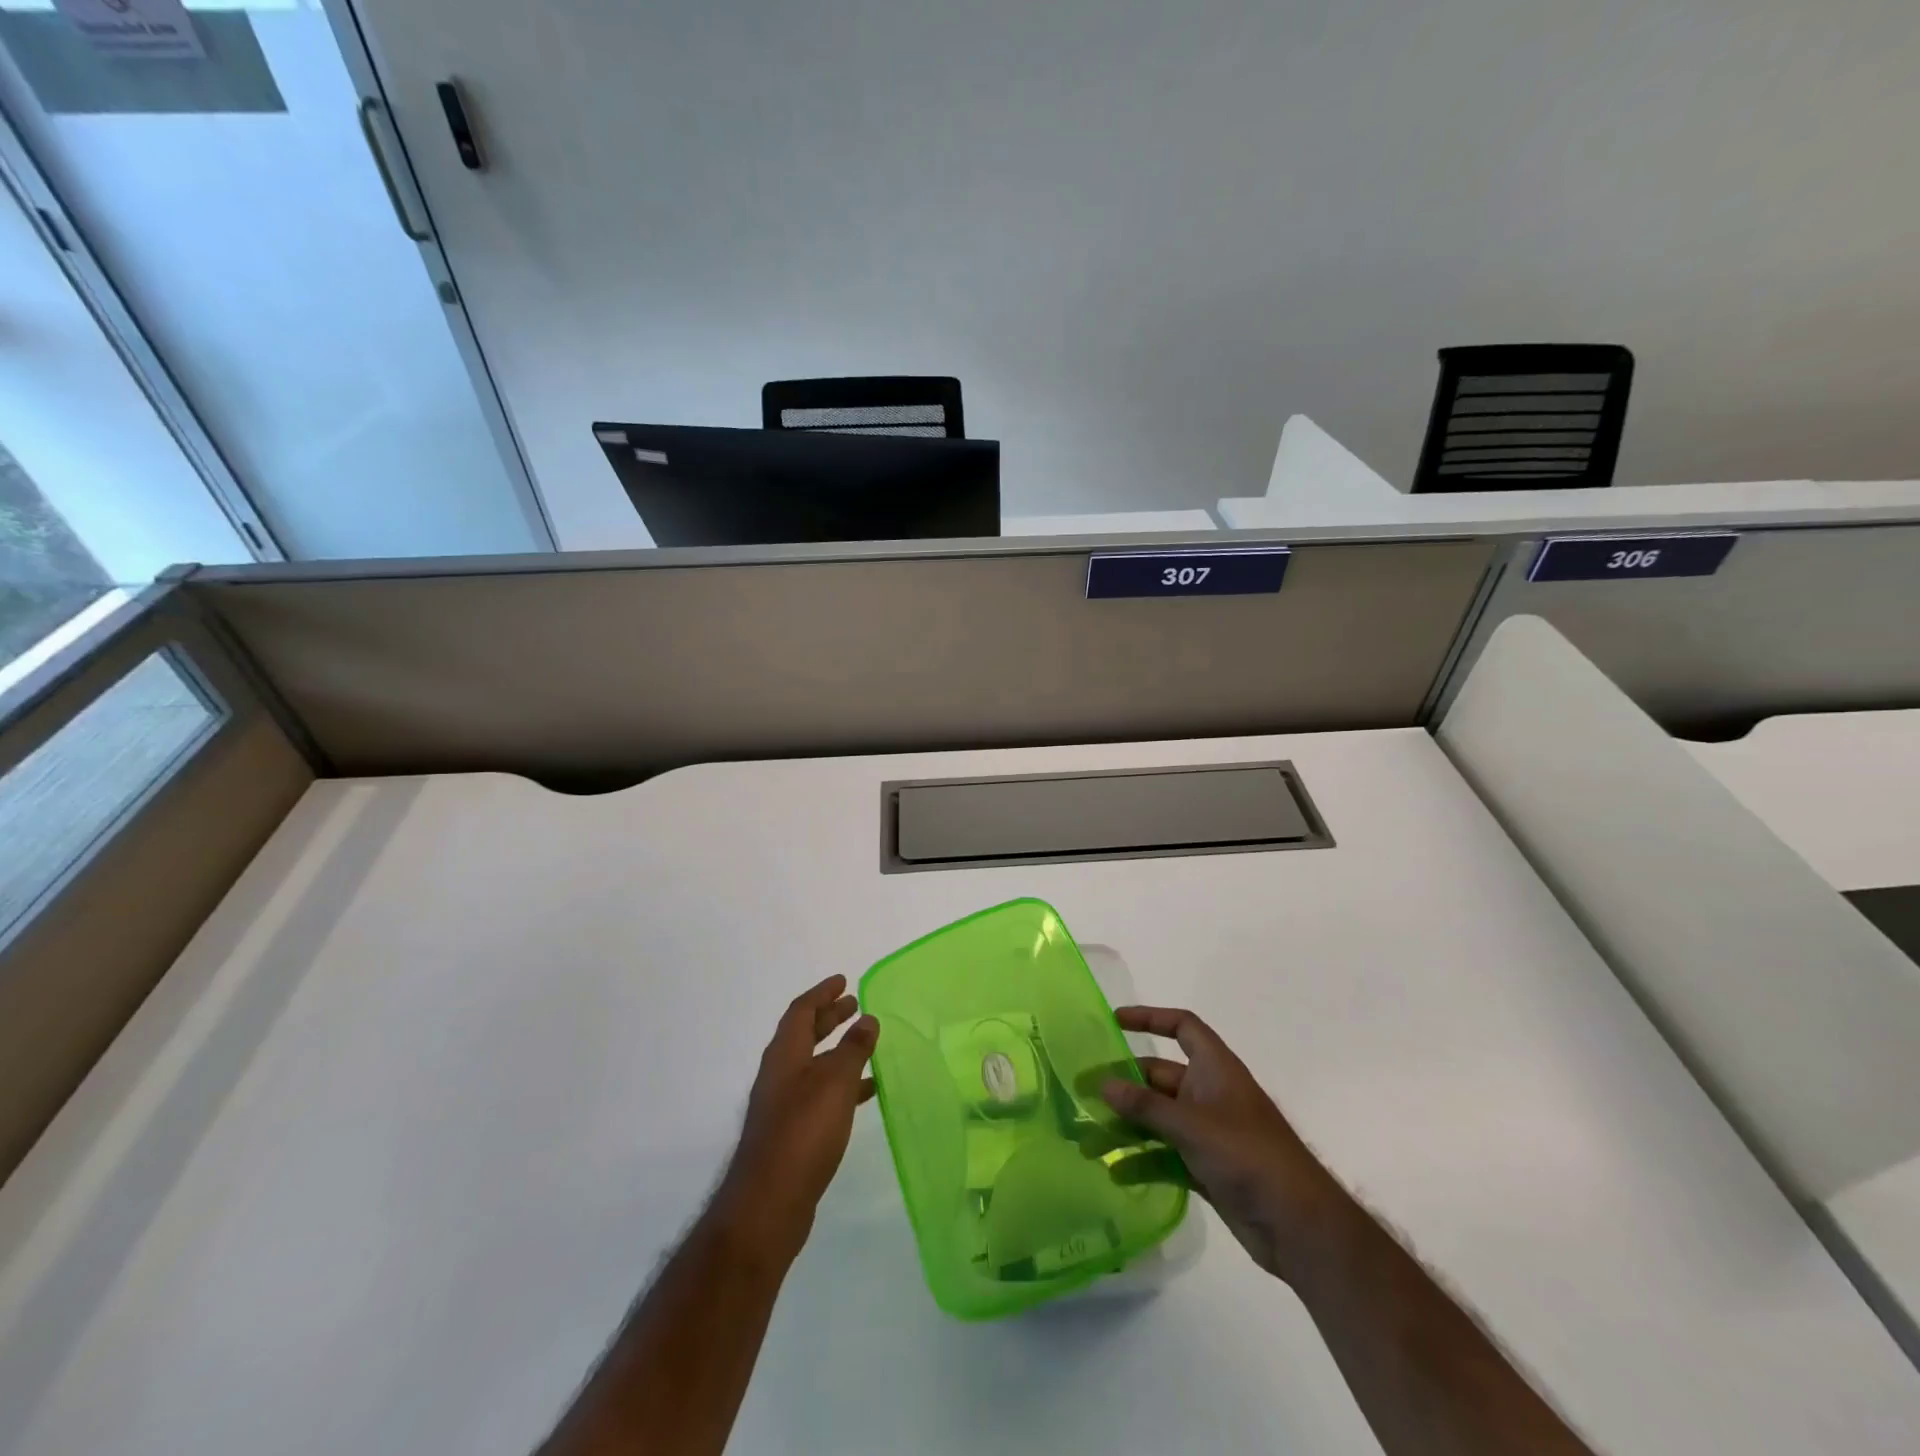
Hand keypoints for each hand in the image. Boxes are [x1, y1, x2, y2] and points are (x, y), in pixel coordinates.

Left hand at [715, 975, 879, 1265]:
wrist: (769, 1203)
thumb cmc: (803, 1131)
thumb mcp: (835, 1082)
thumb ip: (853, 1048)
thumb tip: (867, 1019)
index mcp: (784, 1054)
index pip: (801, 1011)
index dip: (822, 993)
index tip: (844, 981)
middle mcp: (779, 1074)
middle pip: (804, 1034)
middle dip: (829, 1017)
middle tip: (855, 1005)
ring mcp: (783, 1105)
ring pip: (813, 1064)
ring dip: (837, 1050)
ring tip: (867, 1044)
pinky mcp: (791, 1133)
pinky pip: (820, 1093)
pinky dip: (841, 1083)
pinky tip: (865, 1092)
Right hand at [1101, 1005, 1340, 1282]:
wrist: (1301, 1227)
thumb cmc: (1249, 1157)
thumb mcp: (1192, 1126)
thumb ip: (1145, 1106)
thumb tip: (1102, 1083)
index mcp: (1215, 1069)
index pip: (1182, 1027)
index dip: (1150, 1019)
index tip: (1114, 1022)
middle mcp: (1210, 1094)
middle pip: (1160, 1077)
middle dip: (1125, 1085)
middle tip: (1085, 1093)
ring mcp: (1209, 1133)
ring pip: (1158, 1119)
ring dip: (1127, 1128)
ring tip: (1089, 1141)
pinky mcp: (1207, 1168)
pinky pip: (1166, 1155)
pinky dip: (1143, 1162)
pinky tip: (1116, 1174)